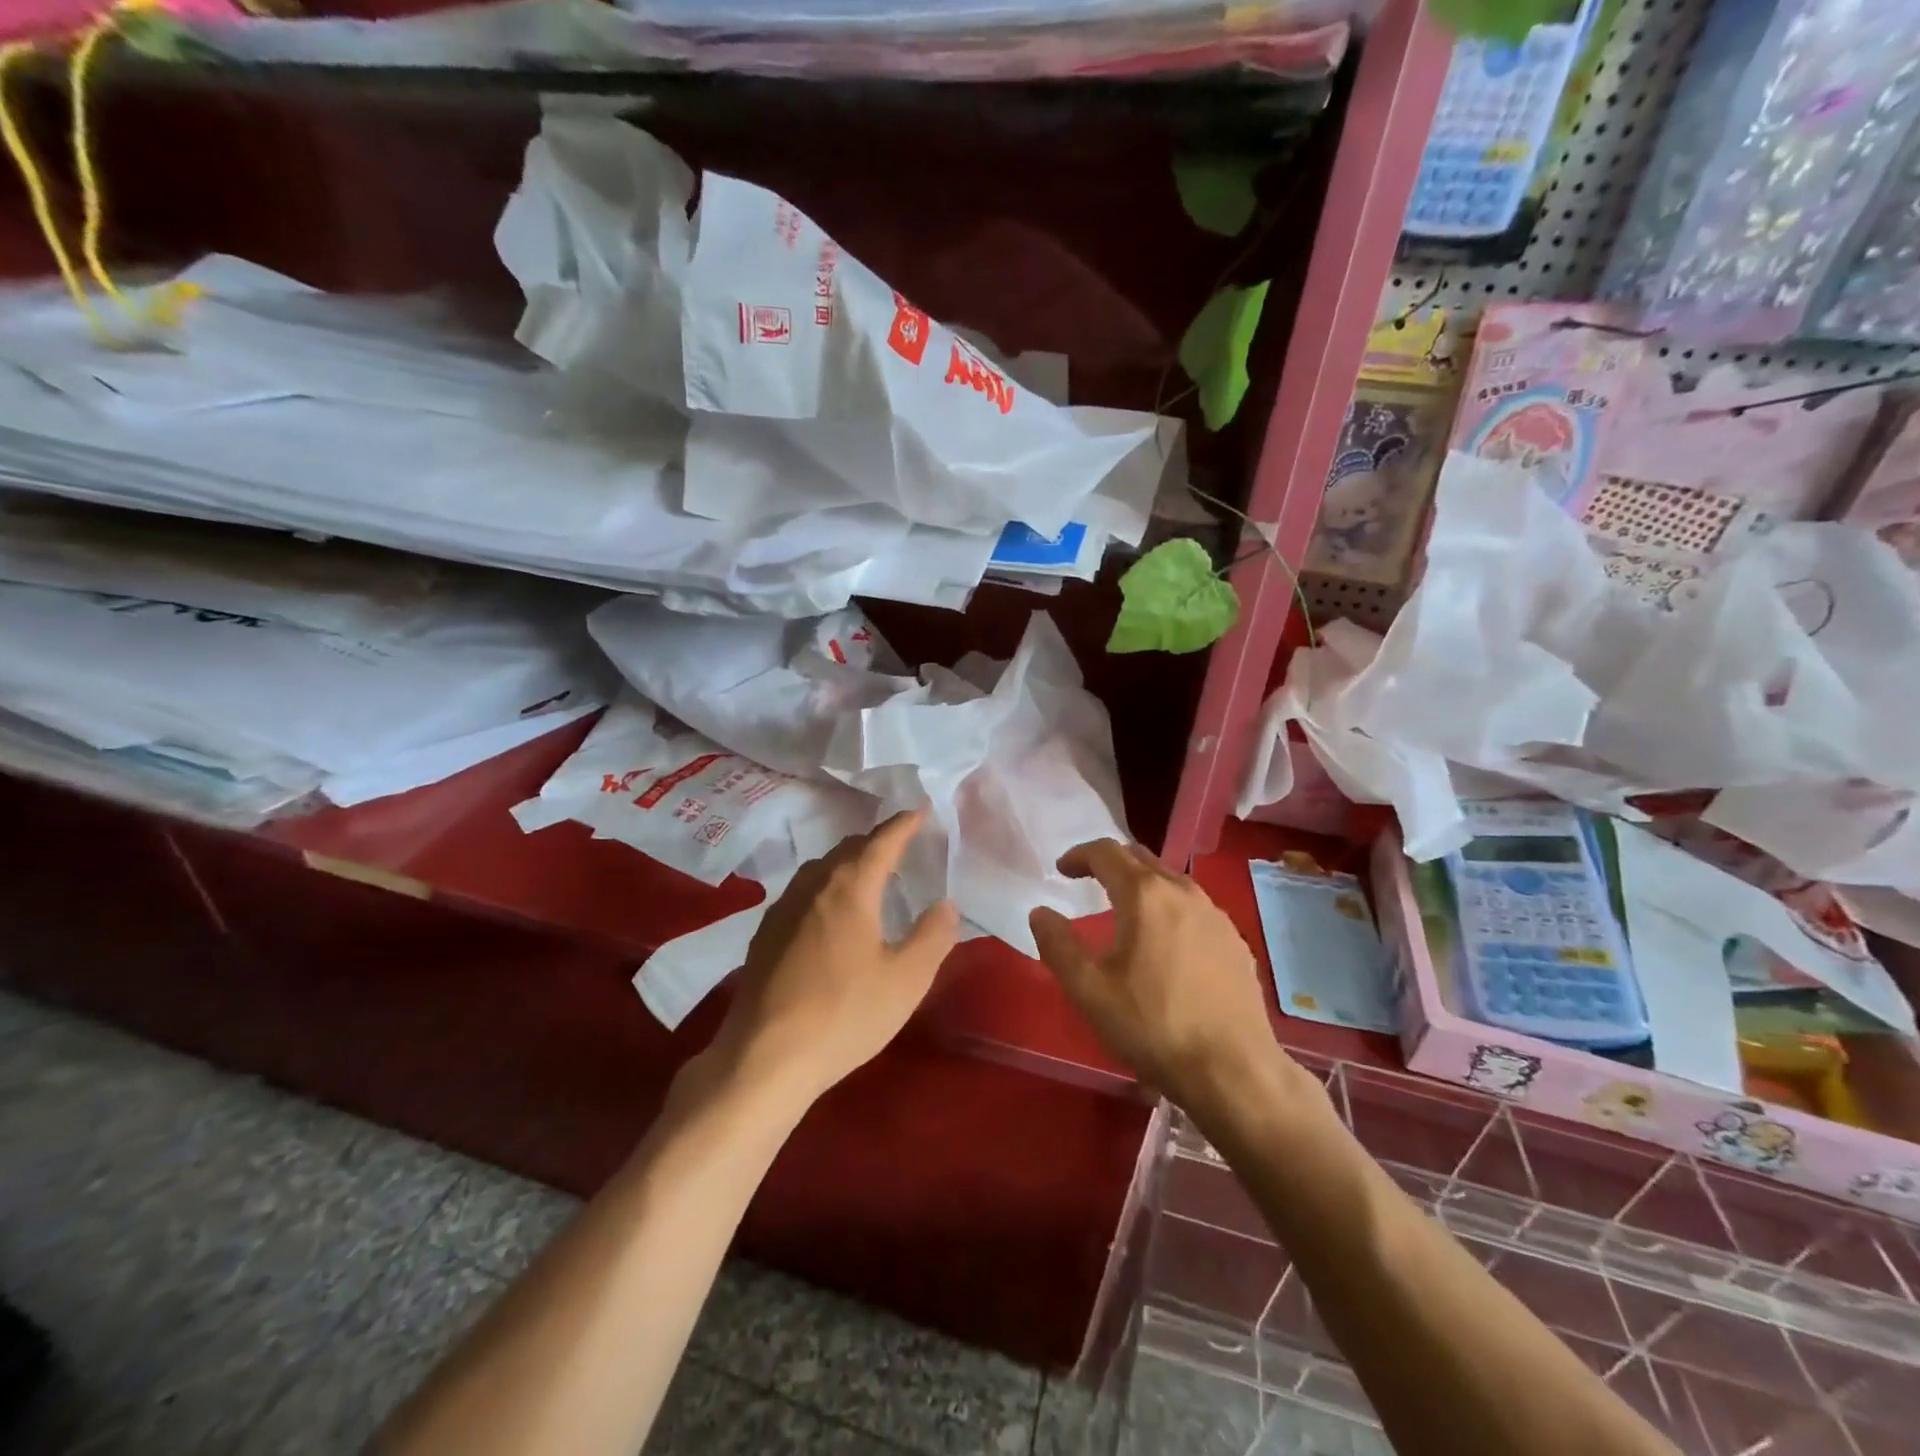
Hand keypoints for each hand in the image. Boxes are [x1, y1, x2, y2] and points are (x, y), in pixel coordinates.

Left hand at [704, 809, 959, 1104]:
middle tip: (901, 847)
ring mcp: (783, 909)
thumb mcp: (906, 979)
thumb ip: (933, 936)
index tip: (921, 810)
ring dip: (848, 864)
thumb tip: (945, 905)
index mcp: (850, 887)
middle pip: (848, 849)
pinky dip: (826, 888)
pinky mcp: (765, 935)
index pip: (882, 841)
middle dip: (876, 842)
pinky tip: (830, 915)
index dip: (905, 824)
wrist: (764, 1056)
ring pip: (821, 870)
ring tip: (868, 877)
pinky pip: (803, 893)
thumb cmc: (845, 1013)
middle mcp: (813, 885)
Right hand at [1029, 840, 1286, 1115]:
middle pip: (1141, 858)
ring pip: (1171, 881)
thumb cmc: (1153, 1026)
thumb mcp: (1089, 990)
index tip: (1062, 870)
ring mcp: (1216, 915)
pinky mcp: (1235, 941)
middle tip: (1089, 881)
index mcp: (1145, 895)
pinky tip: (1166, 942)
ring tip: (1125, 909)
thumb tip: (1040, 913)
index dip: (1079, 855)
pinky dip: (1170, 908)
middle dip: (1111, 863)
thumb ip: (1058, 945)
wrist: (1233, 1071)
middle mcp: (1183, 892)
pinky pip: (1195, 908)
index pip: (1106, 853)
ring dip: (1143, 884)